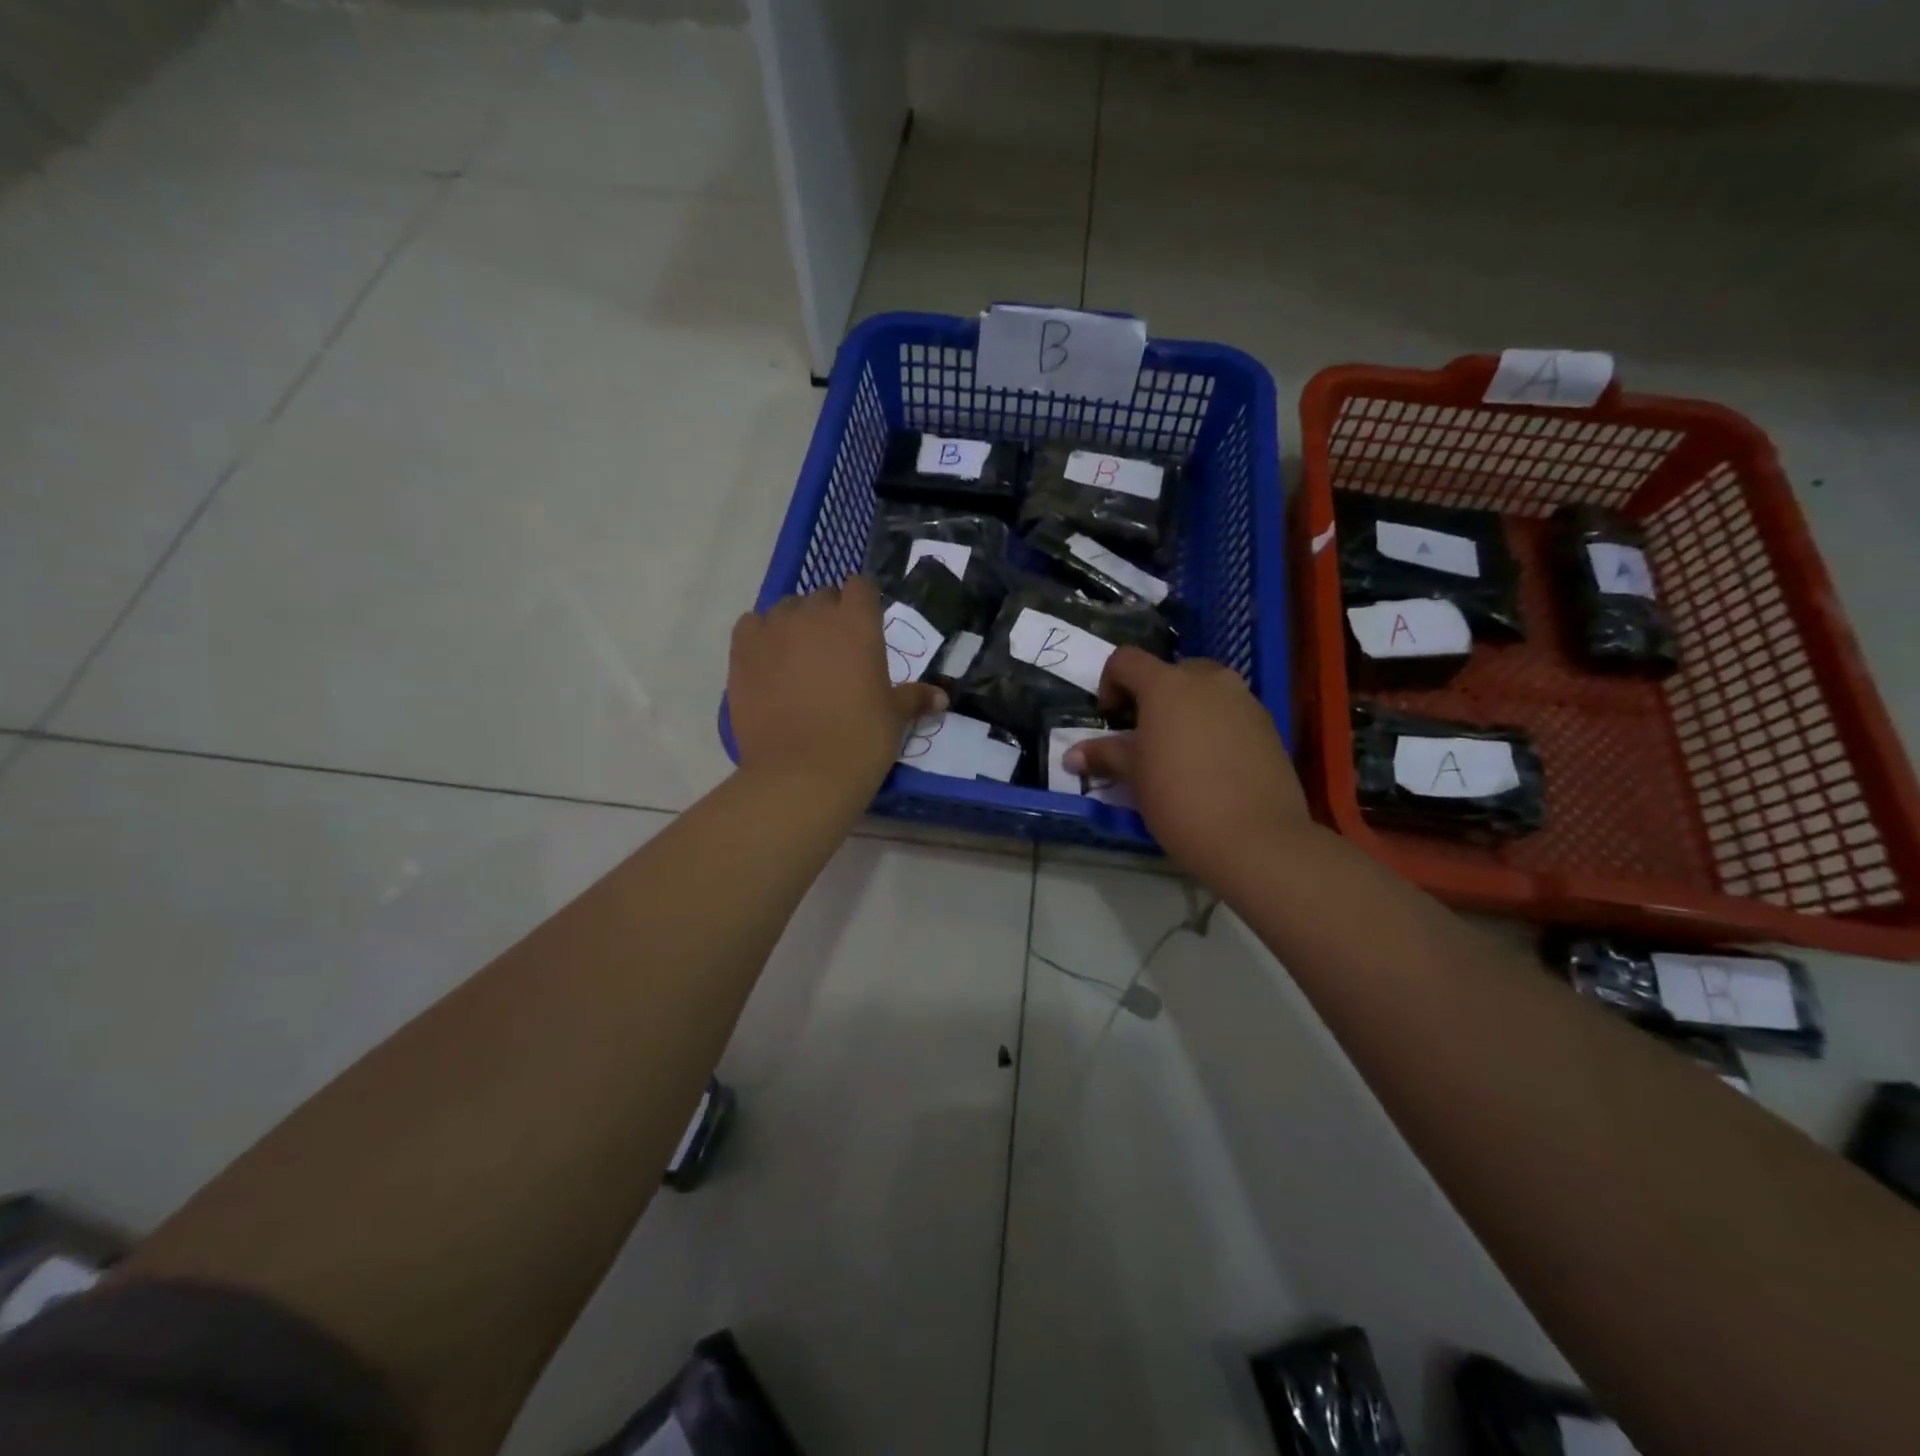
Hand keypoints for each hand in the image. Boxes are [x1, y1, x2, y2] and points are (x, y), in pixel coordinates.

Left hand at [729, 577, 945, 799]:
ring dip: (795, 624)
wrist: (800, 774)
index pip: (860, 586)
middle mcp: (814, 615)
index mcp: (857, 623)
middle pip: (822, 597)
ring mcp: (773, 631)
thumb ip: (915, 698)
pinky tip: (768, 662)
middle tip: (836, 652)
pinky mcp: (741, 652)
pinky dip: (761, 636)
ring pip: (785, 609)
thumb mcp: (894, 718)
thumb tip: (942, 697)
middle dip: (830, 615)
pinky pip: (751, 625)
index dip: (863, 603)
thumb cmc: (860, 741)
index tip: (866, 627)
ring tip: (800, 658)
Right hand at [1064, 648, 1311, 881]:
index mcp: (1167, 685)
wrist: (1256, 838)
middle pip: (1170, 672)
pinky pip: (1231, 712)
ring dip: (1185, 710)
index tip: (1110, 718)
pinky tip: (1211, 767)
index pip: (1126, 660)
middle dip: (1152, 696)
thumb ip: (1104, 756)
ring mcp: (1244, 699)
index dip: (1110, 682)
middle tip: (1144, 736)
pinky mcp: (1268, 724)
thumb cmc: (1180, 800)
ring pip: (1205, 691)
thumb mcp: (1134, 777)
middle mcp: (1208, 680)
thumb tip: (1071, 755)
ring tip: (1179, 753)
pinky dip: (1214, 726)